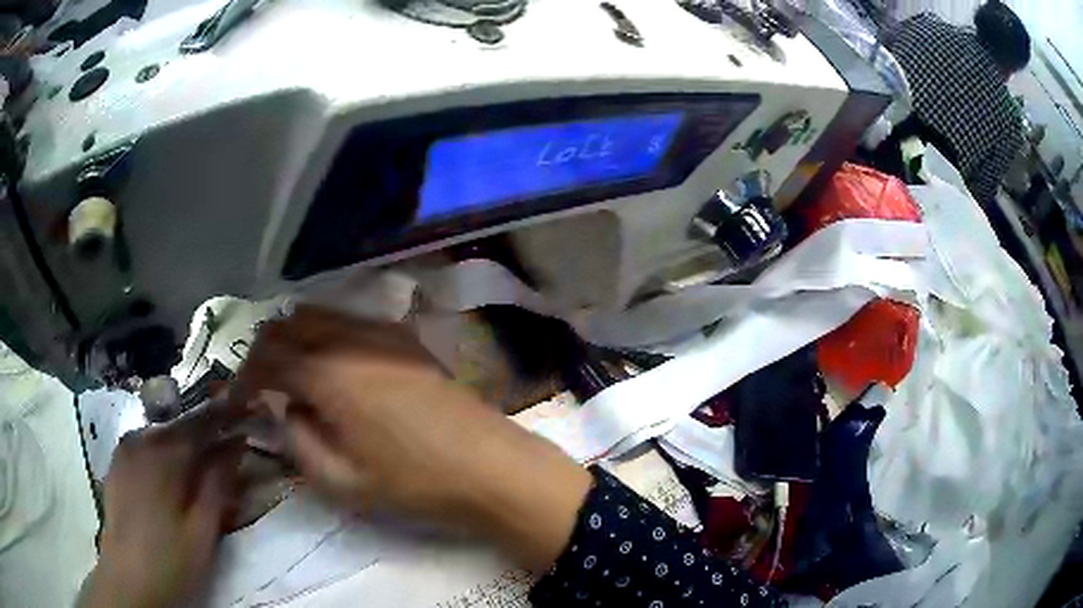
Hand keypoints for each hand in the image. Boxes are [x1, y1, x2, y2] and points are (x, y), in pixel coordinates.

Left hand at [79, 408, 242, 607]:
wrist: (129, 581)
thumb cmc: (172, 562)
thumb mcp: (203, 530)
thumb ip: (218, 483)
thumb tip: (237, 443)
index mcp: (163, 454)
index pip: (200, 422)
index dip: (225, 415)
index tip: (246, 414)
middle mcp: (140, 441)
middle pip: (179, 426)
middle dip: (205, 432)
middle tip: (228, 445)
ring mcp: (124, 451)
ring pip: (161, 435)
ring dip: (184, 443)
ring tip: (202, 462)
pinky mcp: (116, 465)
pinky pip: (145, 445)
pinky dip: (163, 451)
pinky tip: (171, 473)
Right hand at [231, 307, 591, 569]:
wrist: (491, 467)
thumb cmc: (415, 484)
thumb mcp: (343, 482)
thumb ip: (297, 442)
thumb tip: (281, 411)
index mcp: (327, 374)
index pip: (267, 358)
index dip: (245, 378)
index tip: (238, 399)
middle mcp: (349, 337)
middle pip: (288, 323)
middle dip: (264, 350)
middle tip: (260, 384)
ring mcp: (381, 331)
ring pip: (318, 313)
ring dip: (293, 336)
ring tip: (290, 373)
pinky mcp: (405, 337)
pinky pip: (350, 319)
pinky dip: (325, 332)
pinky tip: (332, 363)